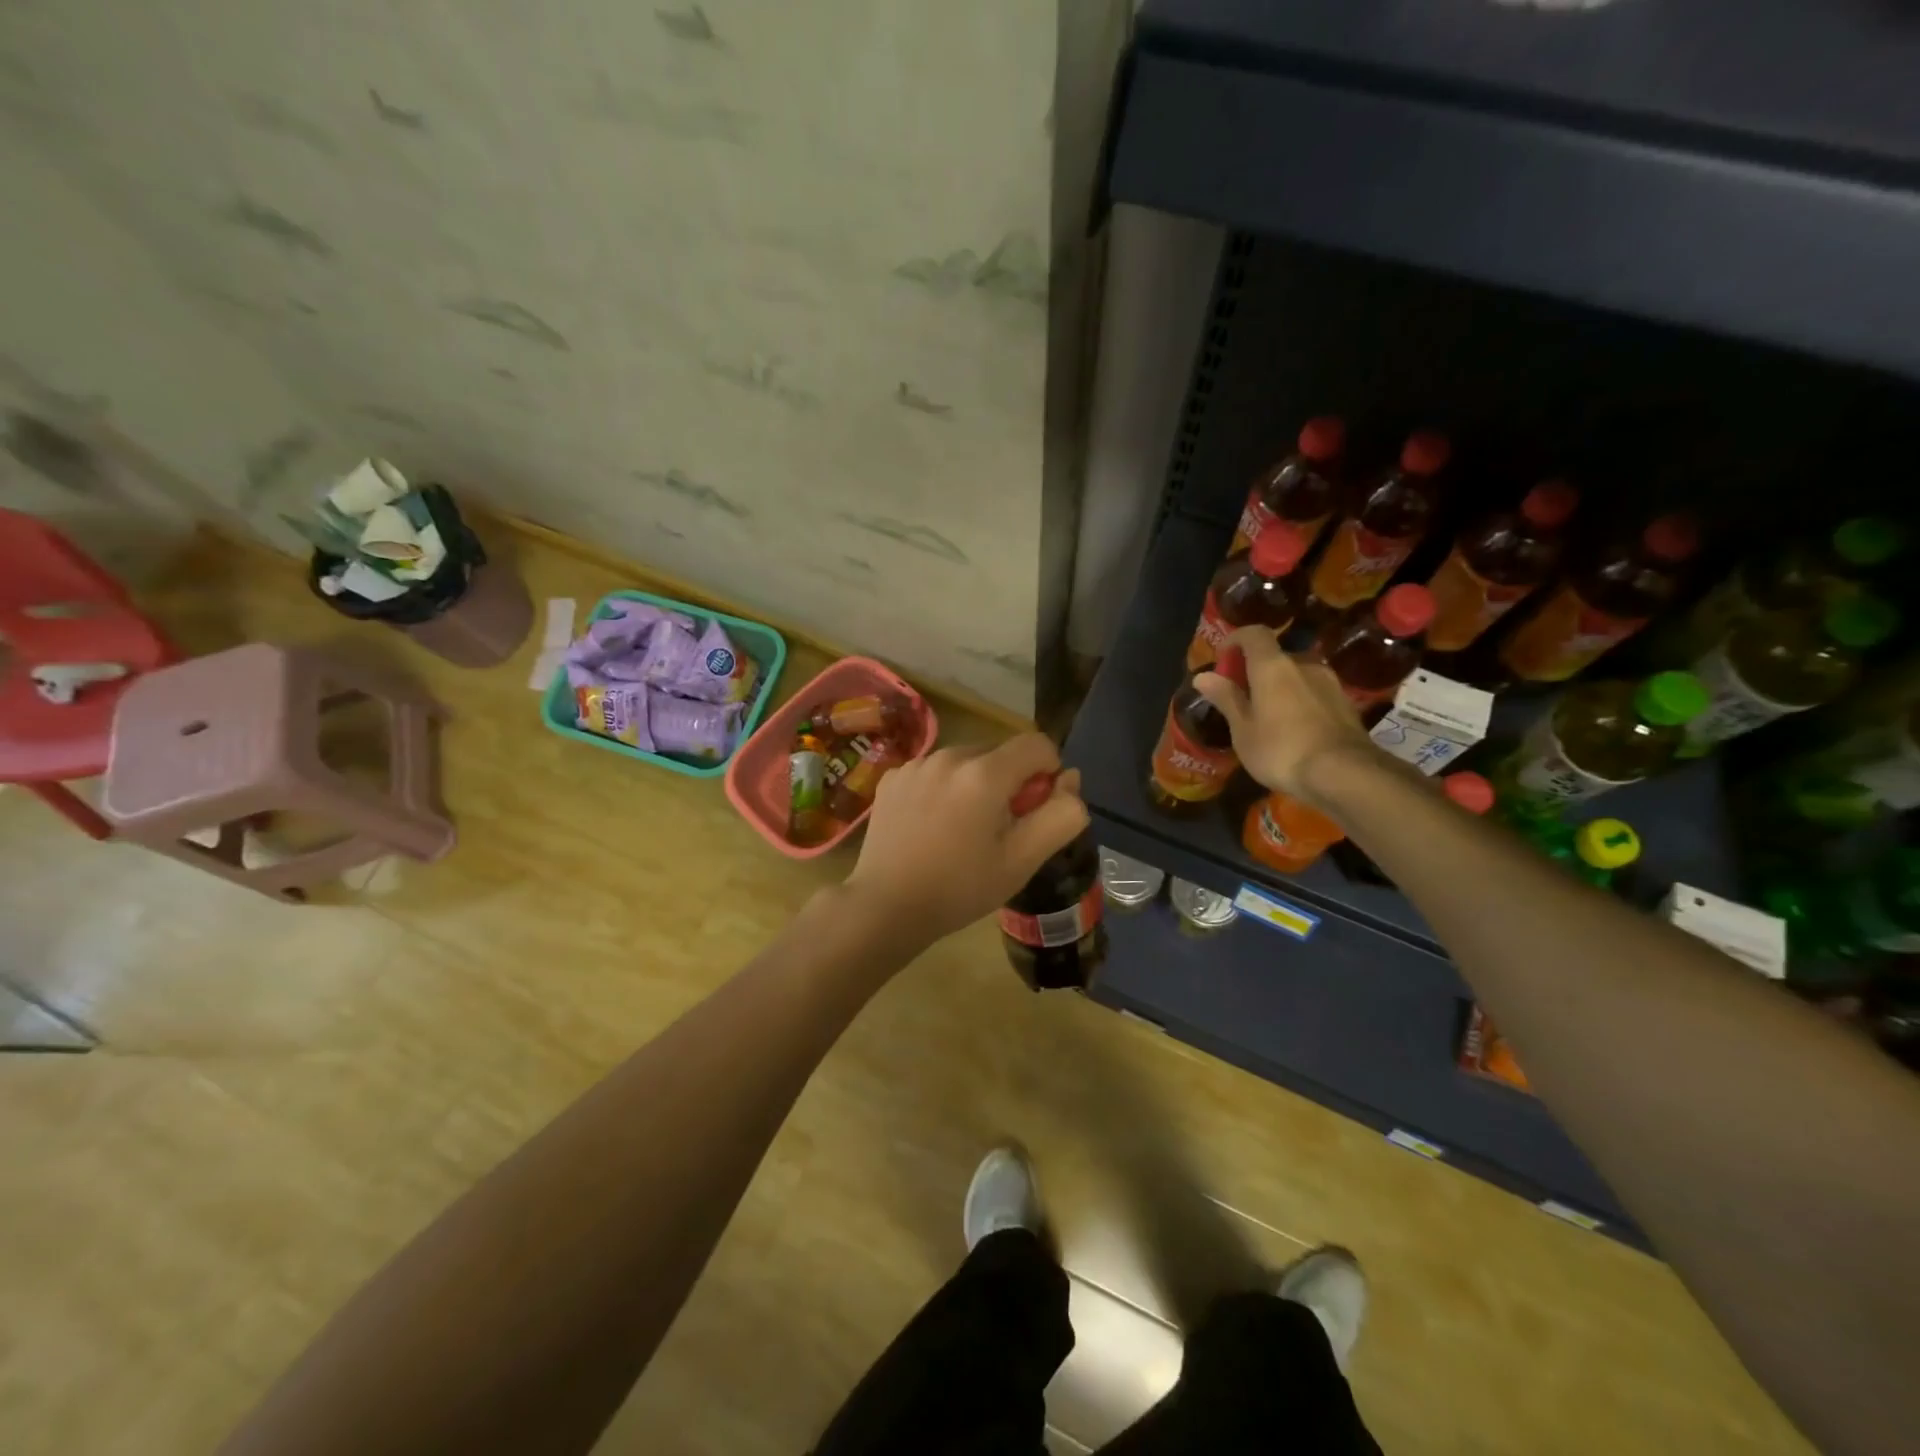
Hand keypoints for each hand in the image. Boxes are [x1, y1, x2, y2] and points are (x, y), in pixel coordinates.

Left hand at [844, 733, 1089, 945]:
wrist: (885, 907)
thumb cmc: (960, 888)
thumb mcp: (1022, 860)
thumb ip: (1060, 815)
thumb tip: (1070, 780)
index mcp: (984, 773)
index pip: (1036, 744)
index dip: (1048, 773)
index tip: (1034, 810)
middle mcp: (949, 755)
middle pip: (999, 752)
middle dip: (1010, 782)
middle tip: (998, 830)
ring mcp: (916, 764)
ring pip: (966, 761)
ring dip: (976, 784)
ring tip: (962, 830)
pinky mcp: (893, 778)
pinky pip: (934, 771)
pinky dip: (943, 789)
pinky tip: (931, 826)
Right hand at [1193, 626, 1373, 806]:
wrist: (1343, 774)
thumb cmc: (1281, 750)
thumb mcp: (1243, 729)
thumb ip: (1226, 698)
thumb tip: (1203, 676)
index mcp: (1273, 666)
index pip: (1254, 634)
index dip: (1236, 639)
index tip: (1222, 657)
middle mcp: (1304, 664)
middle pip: (1276, 656)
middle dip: (1256, 670)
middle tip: (1242, 696)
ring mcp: (1329, 682)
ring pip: (1297, 674)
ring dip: (1280, 686)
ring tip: (1268, 715)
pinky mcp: (1345, 703)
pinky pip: (1314, 692)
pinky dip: (1299, 700)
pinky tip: (1294, 729)